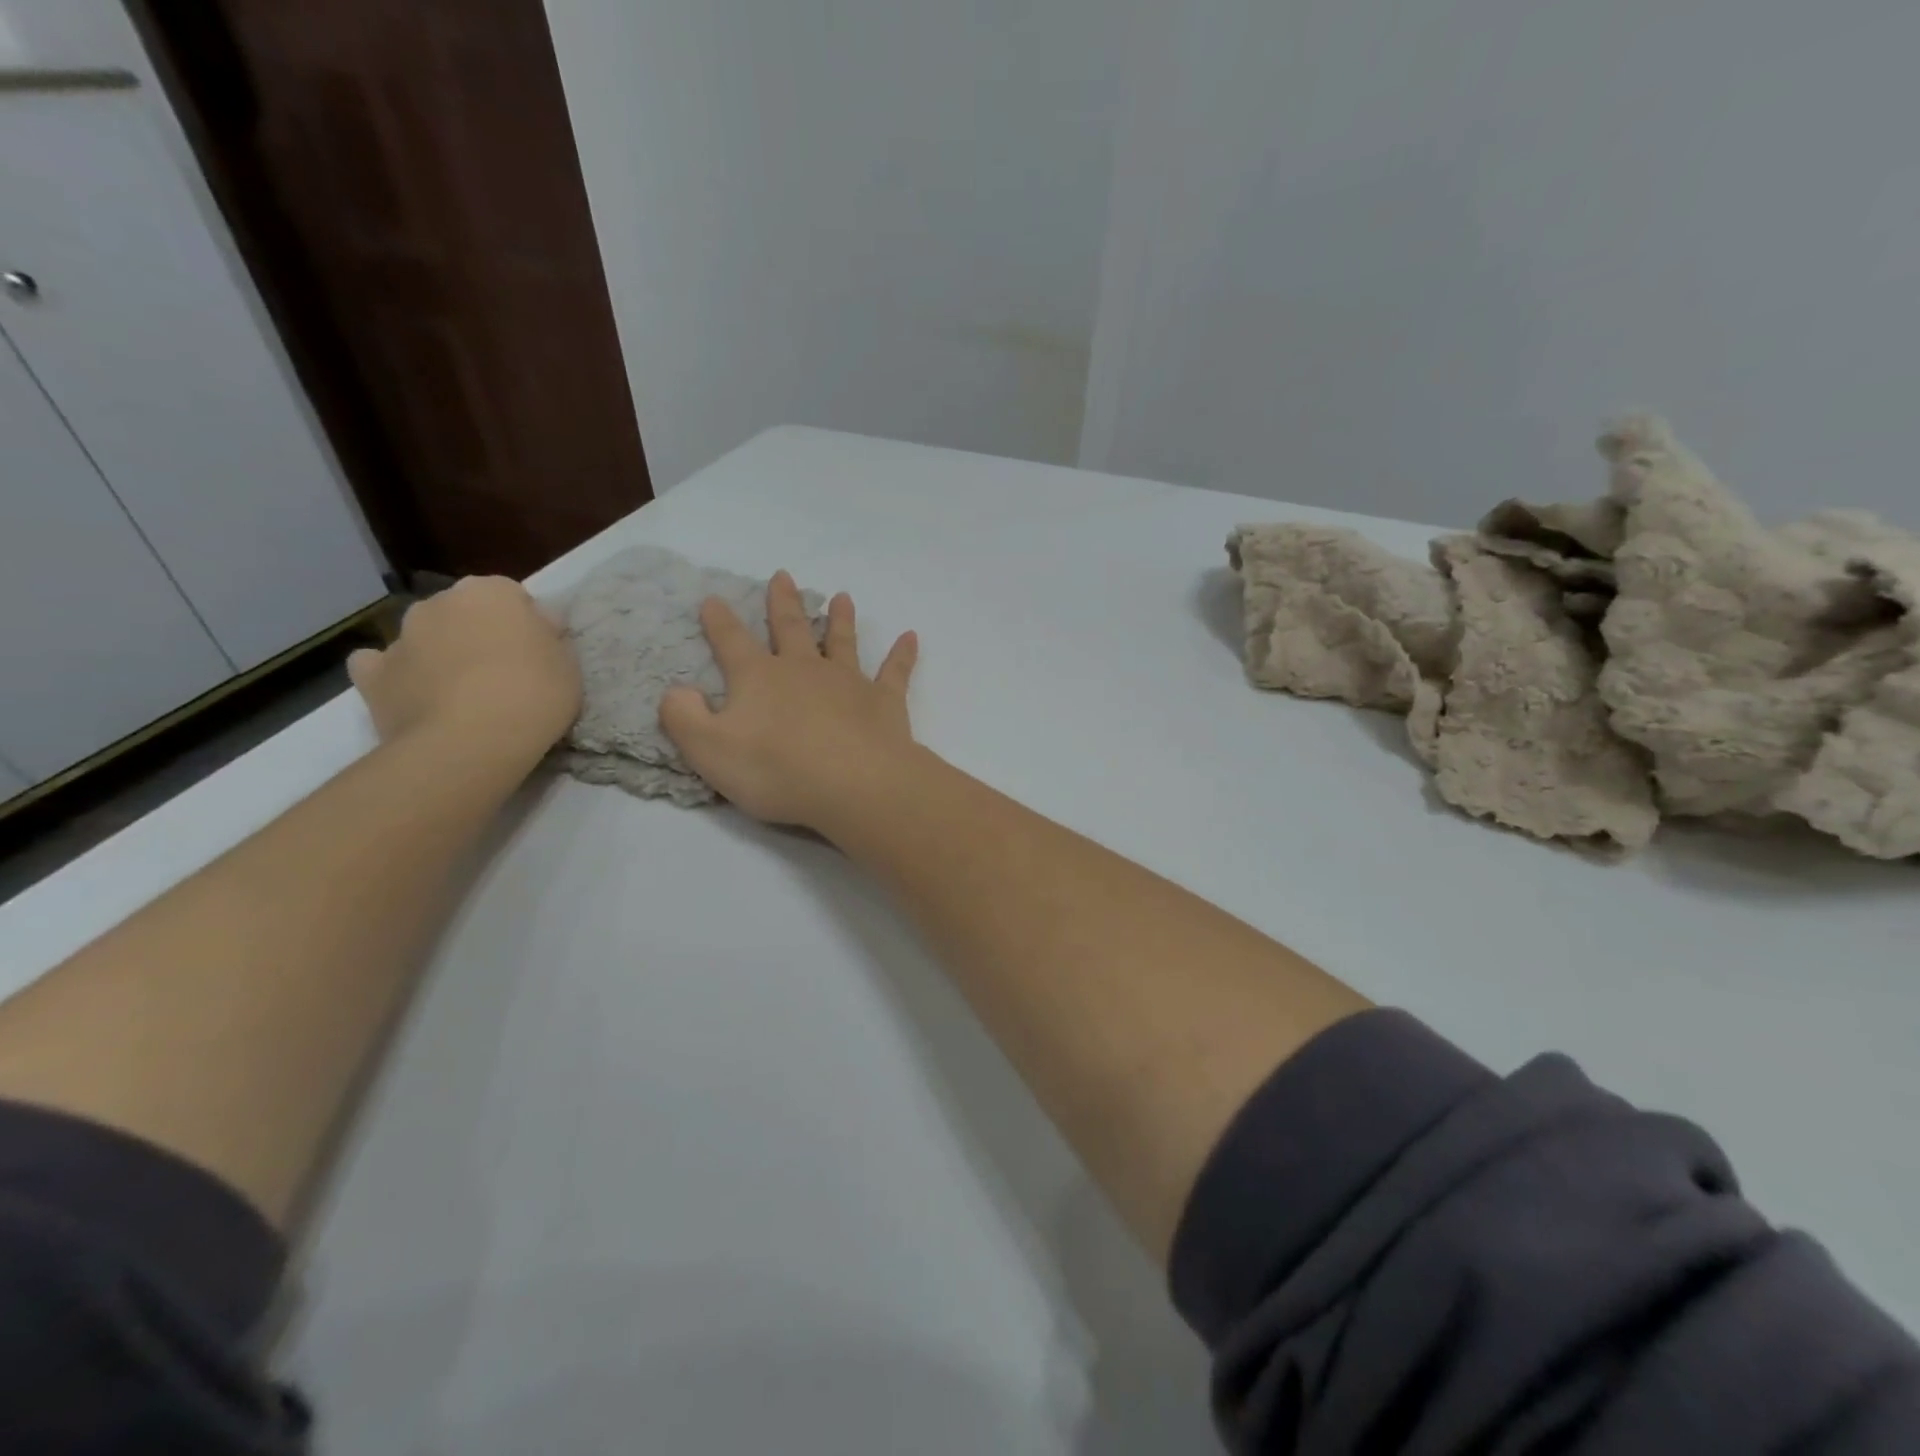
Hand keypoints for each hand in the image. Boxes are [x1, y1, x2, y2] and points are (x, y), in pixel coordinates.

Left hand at [347, 577, 581, 763]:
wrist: (470, 743)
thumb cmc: (533, 695)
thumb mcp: (568, 664)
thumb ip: (548, 638)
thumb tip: (537, 627)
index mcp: (490, 593)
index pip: (511, 595)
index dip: (525, 623)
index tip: (538, 652)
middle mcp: (440, 603)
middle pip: (463, 611)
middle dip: (478, 633)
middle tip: (503, 672)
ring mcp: (400, 637)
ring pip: (424, 636)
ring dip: (440, 652)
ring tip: (462, 692)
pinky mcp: (371, 674)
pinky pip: (380, 666)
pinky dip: (395, 675)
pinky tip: (413, 694)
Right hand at [660, 571, 918, 830]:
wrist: (854, 784)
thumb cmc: (776, 769)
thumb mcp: (709, 750)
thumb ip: (684, 718)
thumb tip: (677, 691)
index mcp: (759, 677)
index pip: (732, 641)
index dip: (719, 621)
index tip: (713, 599)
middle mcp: (804, 669)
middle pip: (790, 628)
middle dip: (783, 602)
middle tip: (783, 575)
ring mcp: (848, 681)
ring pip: (842, 641)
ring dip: (840, 619)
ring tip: (842, 596)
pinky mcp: (884, 701)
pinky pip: (895, 671)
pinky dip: (903, 654)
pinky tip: (912, 637)